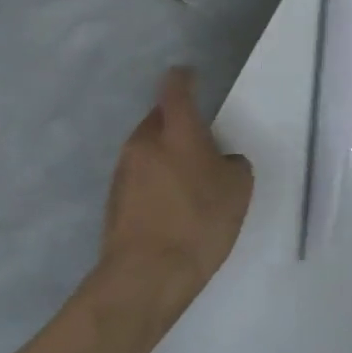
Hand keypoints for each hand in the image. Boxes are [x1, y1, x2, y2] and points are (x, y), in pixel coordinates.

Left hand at [100, 68, 253, 306]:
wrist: (145, 277)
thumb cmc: (199, 222)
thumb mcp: (238, 189)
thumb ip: (231, 163)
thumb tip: (219, 161)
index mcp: (177, 131)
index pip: (176, 89)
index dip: (184, 79)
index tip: (190, 76)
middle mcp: (144, 143)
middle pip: (159, 120)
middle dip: (176, 124)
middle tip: (200, 143)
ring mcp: (123, 171)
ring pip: (147, 150)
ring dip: (164, 156)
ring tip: (187, 181)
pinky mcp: (113, 200)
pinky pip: (139, 178)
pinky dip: (153, 182)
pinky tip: (170, 208)